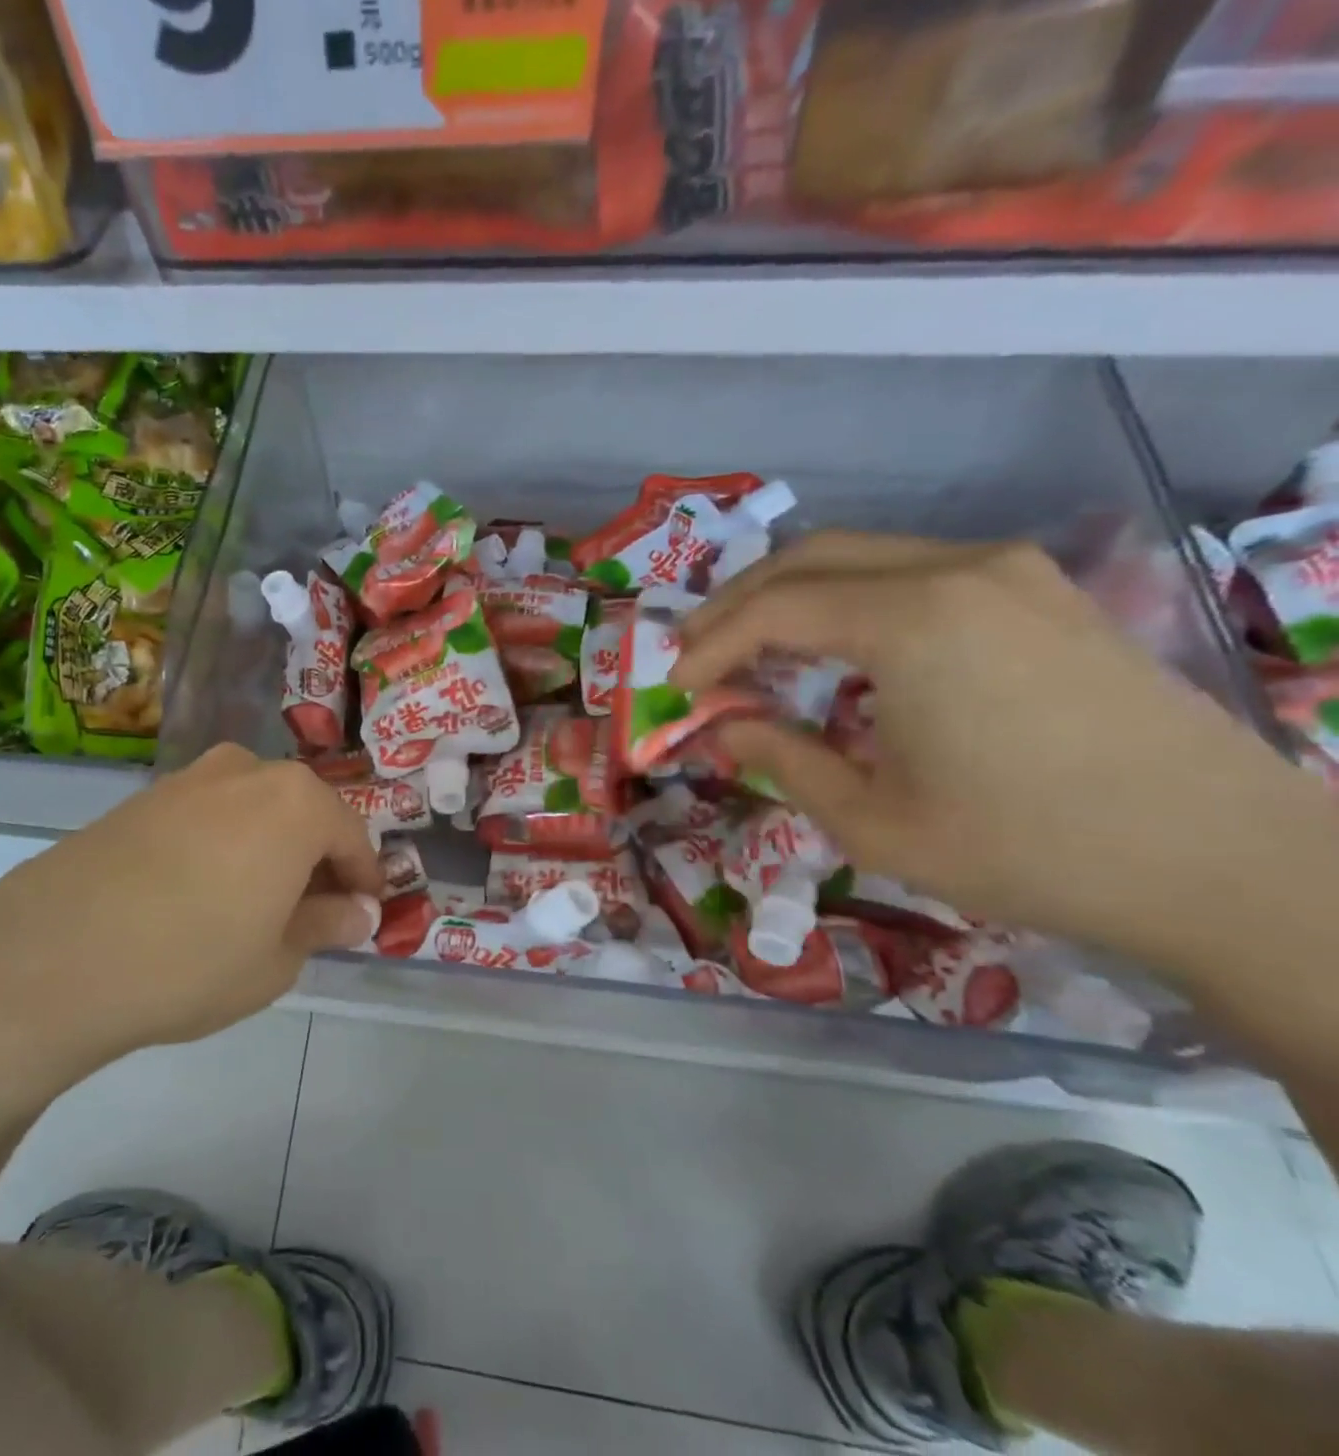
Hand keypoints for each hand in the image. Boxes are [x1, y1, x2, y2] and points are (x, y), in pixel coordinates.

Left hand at [0, 745, 382, 1128]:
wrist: (50, 958)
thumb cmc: (192, 961)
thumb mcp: (276, 959)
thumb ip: (325, 924)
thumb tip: (357, 910)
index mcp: (295, 801)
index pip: (351, 836)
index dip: (364, 878)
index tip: (364, 913)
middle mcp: (246, 771)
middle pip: (302, 813)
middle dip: (316, 860)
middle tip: (312, 914)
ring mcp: (188, 778)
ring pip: (253, 810)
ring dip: (268, 849)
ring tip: (255, 905)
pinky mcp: (142, 798)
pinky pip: (207, 815)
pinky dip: (223, 846)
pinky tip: (201, 893)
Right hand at [672, 533, 1338, 976]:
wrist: (1227, 865)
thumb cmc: (1028, 849)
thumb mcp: (871, 821)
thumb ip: (780, 759)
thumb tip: (722, 728)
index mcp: (911, 620)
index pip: (773, 610)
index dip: (710, 647)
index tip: (675, 688)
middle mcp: (959, 570)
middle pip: (811, 557)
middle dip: (738, 603)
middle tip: (696, 652)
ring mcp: (1012, 573)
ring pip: (864, 556)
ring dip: (793, 596)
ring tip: (754, 649)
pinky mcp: (1044, 593)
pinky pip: (916, 573)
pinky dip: (852, 601)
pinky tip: (841, 650)